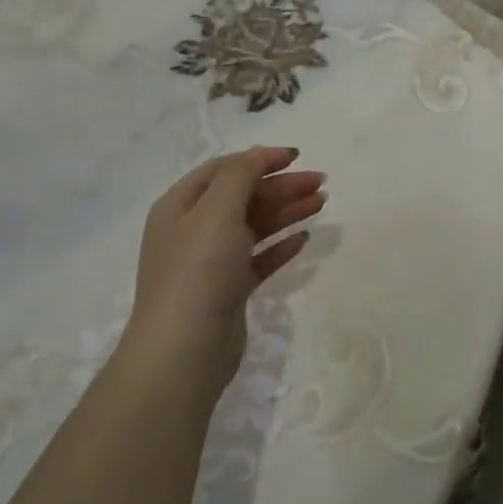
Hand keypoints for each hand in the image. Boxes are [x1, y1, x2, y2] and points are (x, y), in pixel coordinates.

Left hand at [125, 147, 324, 388]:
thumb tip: (260, 155)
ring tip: (322, 204)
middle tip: (321, 182)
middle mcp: (192, 230)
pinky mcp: (228, 290)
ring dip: (286, 211)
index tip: (297, 156)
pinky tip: (304, 239)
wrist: (185, 349)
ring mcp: (210, 262)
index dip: (259, 159)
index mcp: (180, 206)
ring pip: (254, 226)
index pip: (223, 170)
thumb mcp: (217, 210)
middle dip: (281, 186)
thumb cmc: (199, 270)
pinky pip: (258, 259)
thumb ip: (240, 175)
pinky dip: (280, 246)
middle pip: (242, 196)